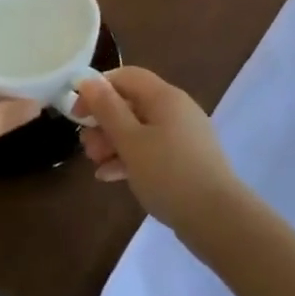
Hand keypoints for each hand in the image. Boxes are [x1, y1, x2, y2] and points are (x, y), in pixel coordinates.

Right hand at [75, 67, 242, 231]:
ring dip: (113, 142)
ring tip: (95, 163)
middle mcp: (176, 109)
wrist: (217, 219)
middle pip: (131, 104)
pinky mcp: (185, 161)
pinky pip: (151, 150)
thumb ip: (107, 109)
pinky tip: (110, 177)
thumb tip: (88, 80)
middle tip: (86, 146)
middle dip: (103, 122)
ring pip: (139, 129)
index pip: (126, 76)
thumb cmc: (168, 173)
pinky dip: (130, 159)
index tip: (77, 113)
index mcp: (165, 96)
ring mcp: (183, 136)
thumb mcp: (130, 140)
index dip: (97, 89)